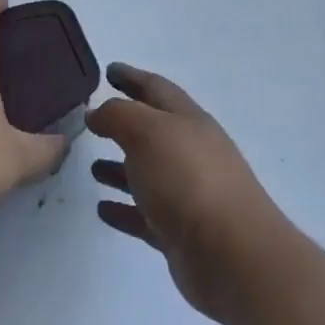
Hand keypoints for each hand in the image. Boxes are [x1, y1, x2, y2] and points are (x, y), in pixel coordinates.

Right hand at [88, 64, 290, 320]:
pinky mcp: (181, 232)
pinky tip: (102, 210)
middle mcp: (190, 151)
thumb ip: (118, 115)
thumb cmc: (188, 179)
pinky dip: (124, 209)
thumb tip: (97, 112)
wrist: (232, 254)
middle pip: (153, 130)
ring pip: (148, 173)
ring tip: (92, 167)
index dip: (132, 77)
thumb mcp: (147, 132)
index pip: (156, 88)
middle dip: (125, 122)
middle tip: (93, 120)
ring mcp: (188, 193)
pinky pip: (145, 214)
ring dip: (121, 168)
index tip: (109, 70)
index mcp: (187, 120)